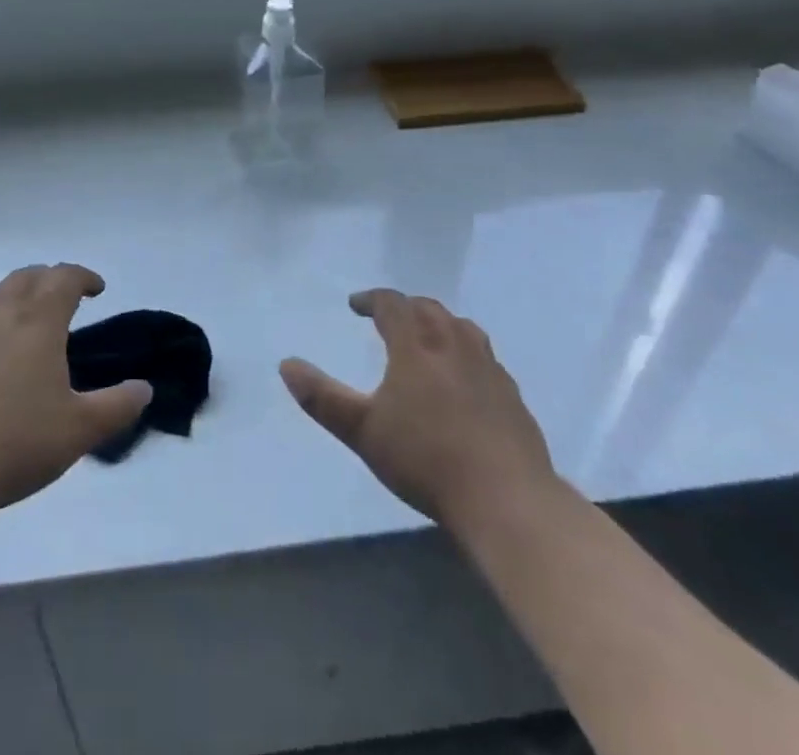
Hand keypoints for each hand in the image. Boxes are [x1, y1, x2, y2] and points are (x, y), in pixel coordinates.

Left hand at [0, 264, 150, 521]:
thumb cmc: (12, 445)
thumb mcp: (78, 432)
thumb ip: (117, 407)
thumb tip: (144, 388)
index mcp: (36, 321)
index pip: (63, 278)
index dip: (83, 277)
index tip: (96, 289)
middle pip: (25, 277)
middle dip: (47, 280)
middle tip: (60, 299)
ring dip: (8, 295)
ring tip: (16, 318)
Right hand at [280, 289, 556, 532]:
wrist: (506, 498)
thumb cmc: (426, 459)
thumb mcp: (362, 432)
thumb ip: (322, 398)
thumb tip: (286, 365)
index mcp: (417, 346)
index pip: (393, 305)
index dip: (372, 299)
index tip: (355, 305)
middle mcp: (454, 345)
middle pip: (429, 309)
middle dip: (405, 307)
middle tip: (389, 317)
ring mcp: (488, 368)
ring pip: (462, 327)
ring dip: (439, 323)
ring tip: (428, 337)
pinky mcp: (512, 395)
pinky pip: (485, 357)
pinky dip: (466, 352)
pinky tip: (465, 378)